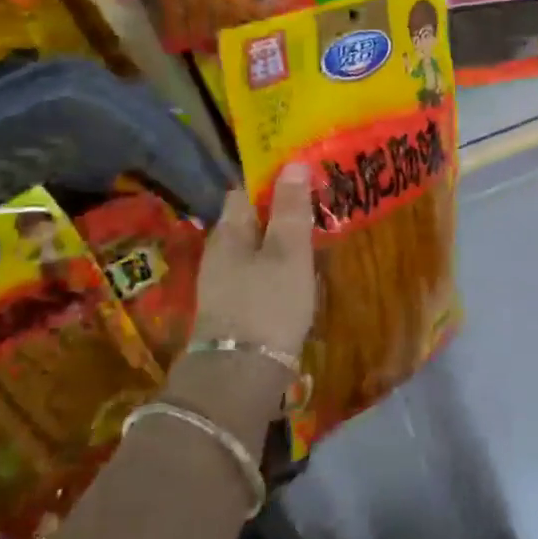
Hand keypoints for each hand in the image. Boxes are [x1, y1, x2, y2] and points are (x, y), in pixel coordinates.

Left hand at [165, 167, 316, 439]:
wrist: (240, 374)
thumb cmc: (267, 303)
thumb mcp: (287, 252)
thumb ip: (290, 209)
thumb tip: (292, 164)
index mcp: (228, 231)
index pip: (244, 191)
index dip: (271, 180)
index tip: (303, 177)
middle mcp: (220, 252)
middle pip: (249, 220)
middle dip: (279, 211)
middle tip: (317, 206)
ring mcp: (224, 282)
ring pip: (254, 248)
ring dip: (280, 241)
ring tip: (315, 238)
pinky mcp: (234, 307)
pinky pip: (257, 273)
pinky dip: (277, 267)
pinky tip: (299, 276)